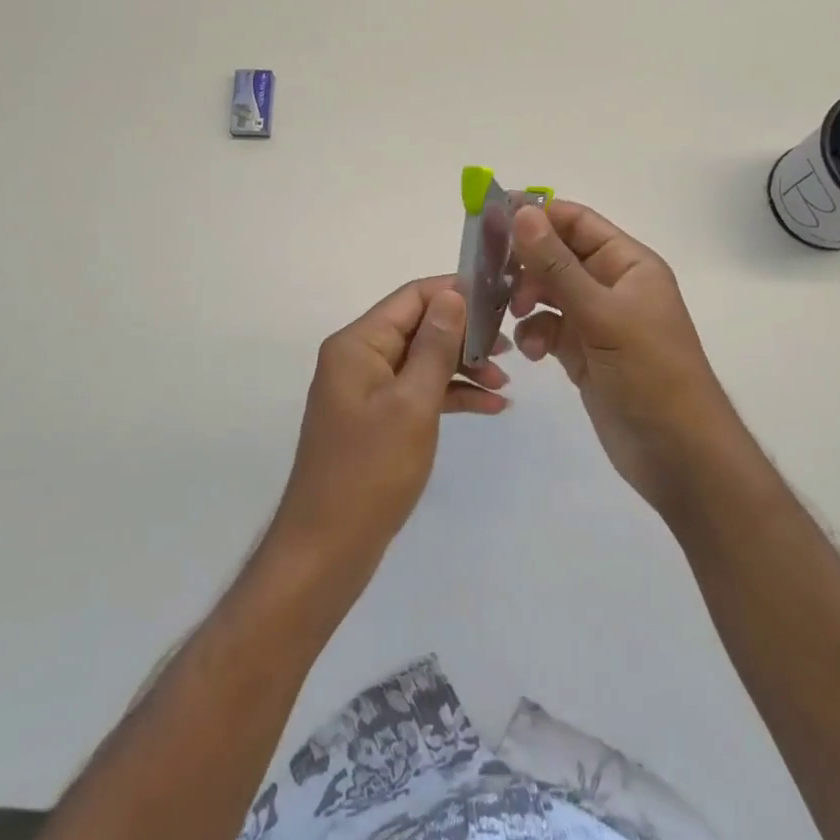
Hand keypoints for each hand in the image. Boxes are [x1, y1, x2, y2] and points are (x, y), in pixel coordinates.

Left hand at [269, 277, 509, 580]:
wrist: (328, 547)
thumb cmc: (371, 471)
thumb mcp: (412, 403)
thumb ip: (434, 346)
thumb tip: (453, 295)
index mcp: (358, 344)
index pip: (411, 297)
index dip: (455, 292)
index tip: (500, 298)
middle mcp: (358, 358)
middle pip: (418, 327)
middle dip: (464, 334)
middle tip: (511, 346)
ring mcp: (366, 390)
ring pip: (422, 361)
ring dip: (462, 366)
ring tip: (506, 380)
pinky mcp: (376, 419)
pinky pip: (418, 392)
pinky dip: (450, 395)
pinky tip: (491, 406)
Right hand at [509, 201, 735, 516]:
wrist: (676, 452)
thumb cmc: (649, 371)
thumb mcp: (601, 313)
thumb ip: (557, 265)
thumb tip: (523, 212)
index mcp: (628, 264)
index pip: (577, 222)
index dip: (538, 215)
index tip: (492, 218)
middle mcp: (611, 286)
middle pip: (557, 257)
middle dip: (525, 265)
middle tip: (491, 277)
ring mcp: (596, 321)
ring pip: (547, 294)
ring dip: (526, 302)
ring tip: (514, 317)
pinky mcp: (583, 353)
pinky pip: (548, 329)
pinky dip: (534, 336)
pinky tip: (533, 354)